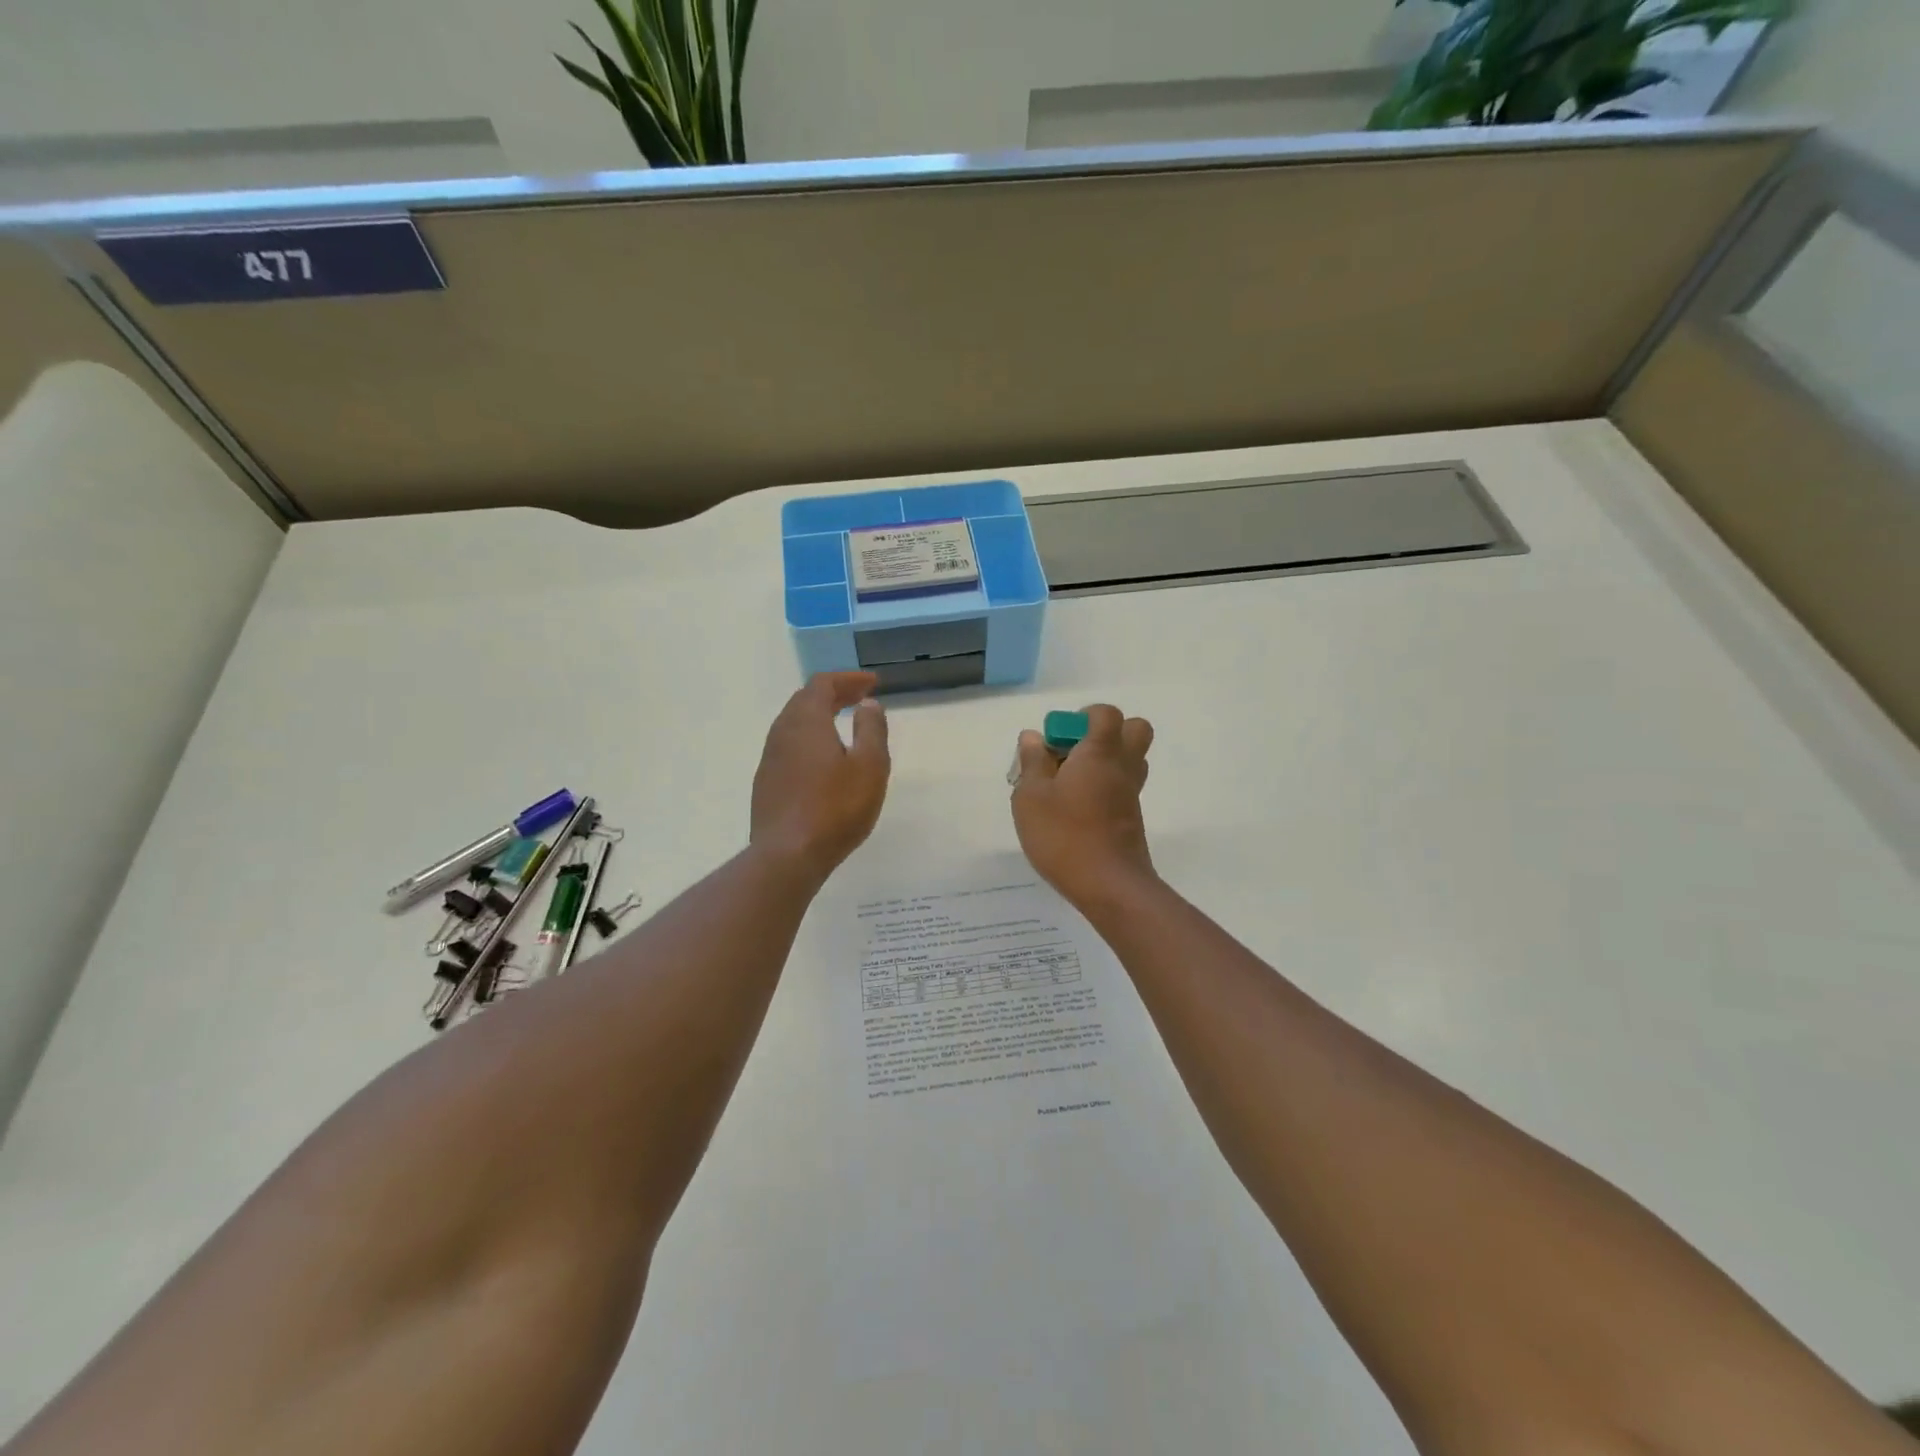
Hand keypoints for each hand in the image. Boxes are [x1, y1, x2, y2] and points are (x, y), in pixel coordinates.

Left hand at [750, 672, 890, 881]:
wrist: (787, 855)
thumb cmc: (836, 808)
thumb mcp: (869, 766)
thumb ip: (871, 730)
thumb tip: (867, 705)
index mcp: (807, 722)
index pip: (822, 684)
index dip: (848, 679)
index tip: (872, 684)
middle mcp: (782, 733)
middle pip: (805, 700)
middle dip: (834, 694)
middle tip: (859, 699)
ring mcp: (770, 759)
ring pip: (794, 724)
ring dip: (819, 717)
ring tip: (843, 725)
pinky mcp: (766, 783)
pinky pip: (789, 747)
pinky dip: (809, 739)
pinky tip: (823, 760)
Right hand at [1010, 703, 1155, 908]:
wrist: (1109, 886)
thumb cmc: (1064, 835)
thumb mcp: (1031, 797)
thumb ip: (1032, 763)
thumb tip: (1033, 737)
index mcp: (1100, 753)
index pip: (1107, 713)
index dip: (1083, 717)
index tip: (1058, 738)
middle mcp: (1123, 767)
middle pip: (1134, 730)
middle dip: (1105, 733)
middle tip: (1072, 754)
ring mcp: (1130, 794)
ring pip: (1130, 760)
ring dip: (1105, 761)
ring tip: (1070, 783)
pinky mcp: (1131, 819)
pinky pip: (1122, 787)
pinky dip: (1104, 788)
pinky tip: (1075, 810)